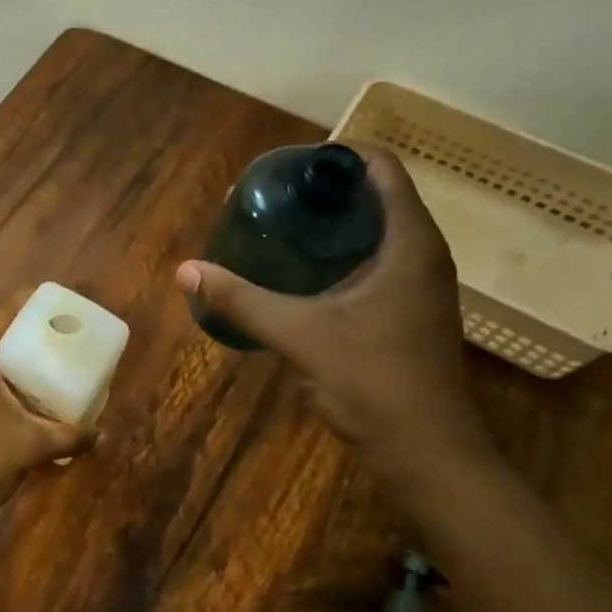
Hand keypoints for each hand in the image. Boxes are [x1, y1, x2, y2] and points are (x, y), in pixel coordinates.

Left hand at [0, 295, 97, 526]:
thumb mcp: (33, 446)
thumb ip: (71, 435)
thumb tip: (103, 433)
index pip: (0, 316)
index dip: (26, 301)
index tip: (53, 298)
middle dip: (24, 328)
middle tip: (58, 329)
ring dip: (12, 355)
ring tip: (46, 355)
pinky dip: (2, 375)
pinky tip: (24, 390)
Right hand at [176, 150, 491, 485]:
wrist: (425, 452)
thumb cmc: (373, 382)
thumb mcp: (300, 335)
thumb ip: (242, 300)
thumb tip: (186, 270)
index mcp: (409, 242)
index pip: (379, 167)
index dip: (331, 159)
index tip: (282, 171)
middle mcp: (420, 254)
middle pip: (371, 197)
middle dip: (318, 193)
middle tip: (265, 202)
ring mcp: (416, 285)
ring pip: (370, 232)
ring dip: (326, 226)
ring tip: (273, 231)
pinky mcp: (405, 311)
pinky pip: (370, 262)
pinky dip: (334, 257)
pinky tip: (295, 275)